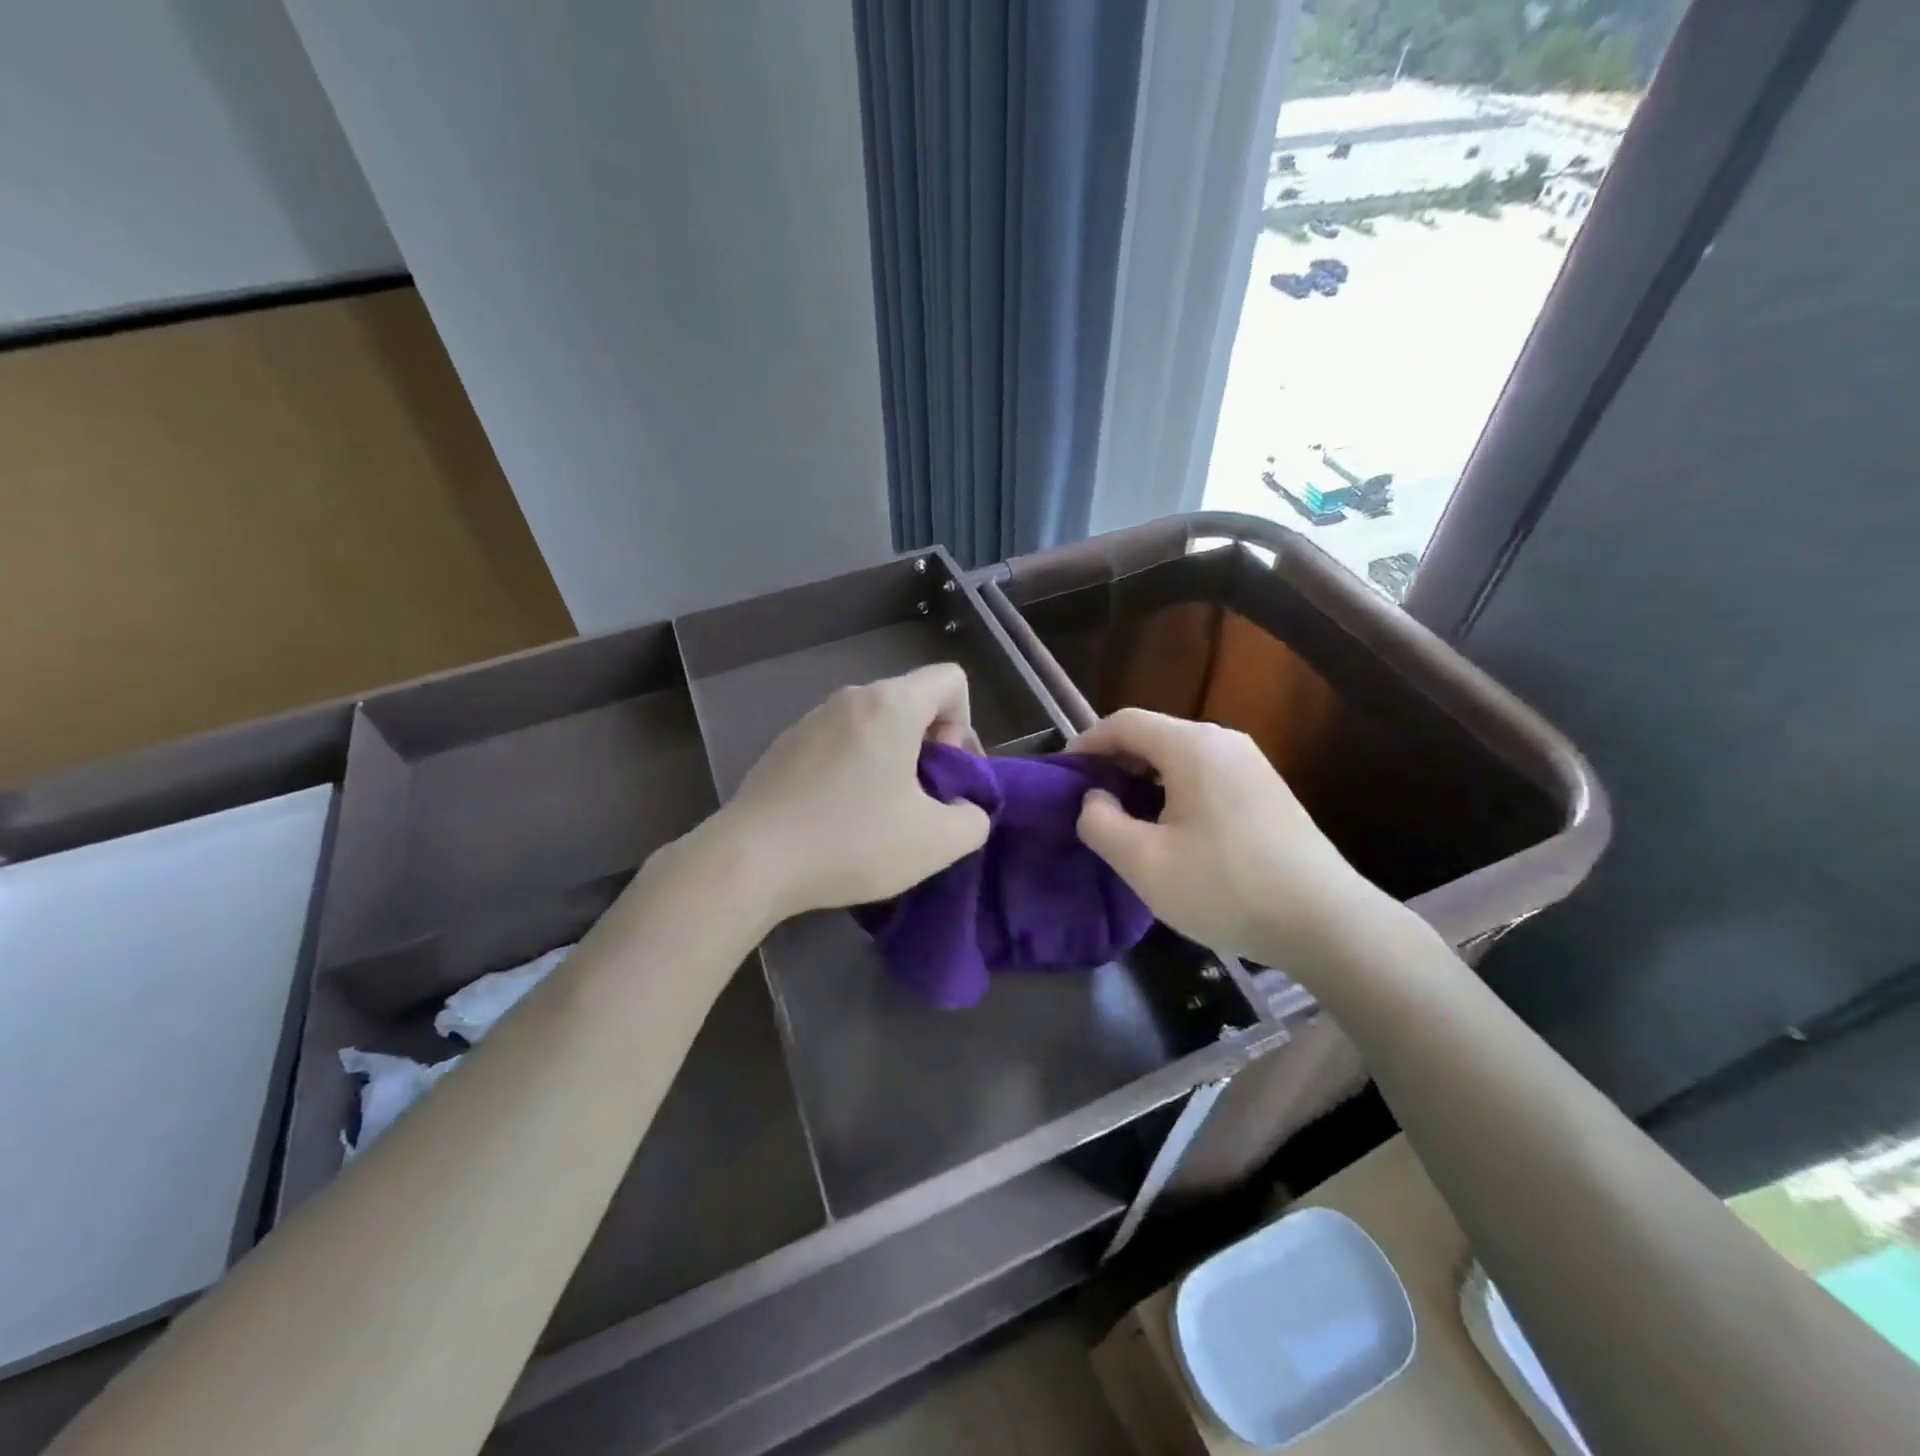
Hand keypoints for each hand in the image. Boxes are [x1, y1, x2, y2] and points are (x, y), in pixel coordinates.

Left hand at [710, 664, 990, 920]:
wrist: (750, 861)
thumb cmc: (852, 842)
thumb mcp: (936, 843)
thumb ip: (973, 819)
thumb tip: (963, 808)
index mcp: (890, 705)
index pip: (950, 680)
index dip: (964, 725)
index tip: (946, 774)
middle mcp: (850, 699)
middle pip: (912, 704)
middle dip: (929, 749)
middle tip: (920, 803)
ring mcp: (811, 720)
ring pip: (874, 726)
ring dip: (892, 762)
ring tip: (880, 816)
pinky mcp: (784, 747)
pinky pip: (839, 744)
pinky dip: (854, 770)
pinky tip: (839, 819)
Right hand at [1072, 709, 1386, 966]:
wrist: (1326, 922)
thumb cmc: (1226, 887)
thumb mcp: (1144, 862)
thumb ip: (1101, 823)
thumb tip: (1095, 799)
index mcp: (1192, 746)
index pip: (1125, 722)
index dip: (1087, 743)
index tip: (1064, 774)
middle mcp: (1224, 742)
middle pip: (1154, 735)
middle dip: (1115, 763)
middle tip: (1089, 802)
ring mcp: (1252, 764)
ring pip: (1181, 757)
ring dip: (1145, 780)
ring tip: (1124, 819)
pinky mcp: (1267, 790)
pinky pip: (1206, 775)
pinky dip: (1175, 791)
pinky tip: (1171, 831)